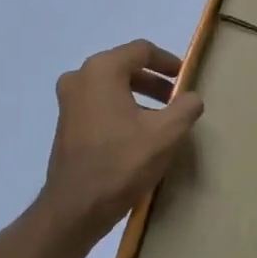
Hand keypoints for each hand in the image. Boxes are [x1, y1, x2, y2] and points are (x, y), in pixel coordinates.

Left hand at [39, 40, 204, 239]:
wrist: (76, 207)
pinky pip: (99, 105)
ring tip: (161, 119)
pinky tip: (138, 134)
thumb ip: (186, 107)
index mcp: (102, 70)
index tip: (186, 78)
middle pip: (125, 66)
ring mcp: (68, 102)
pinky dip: (121, 110)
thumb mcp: (166, 134)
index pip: (142, 50)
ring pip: (111, 87)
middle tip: (177, 100)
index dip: (169, 62)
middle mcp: (80, 78)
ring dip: (138, 96)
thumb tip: (191, 97)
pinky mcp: (65, 124)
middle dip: (154, 81)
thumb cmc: (122, 163)